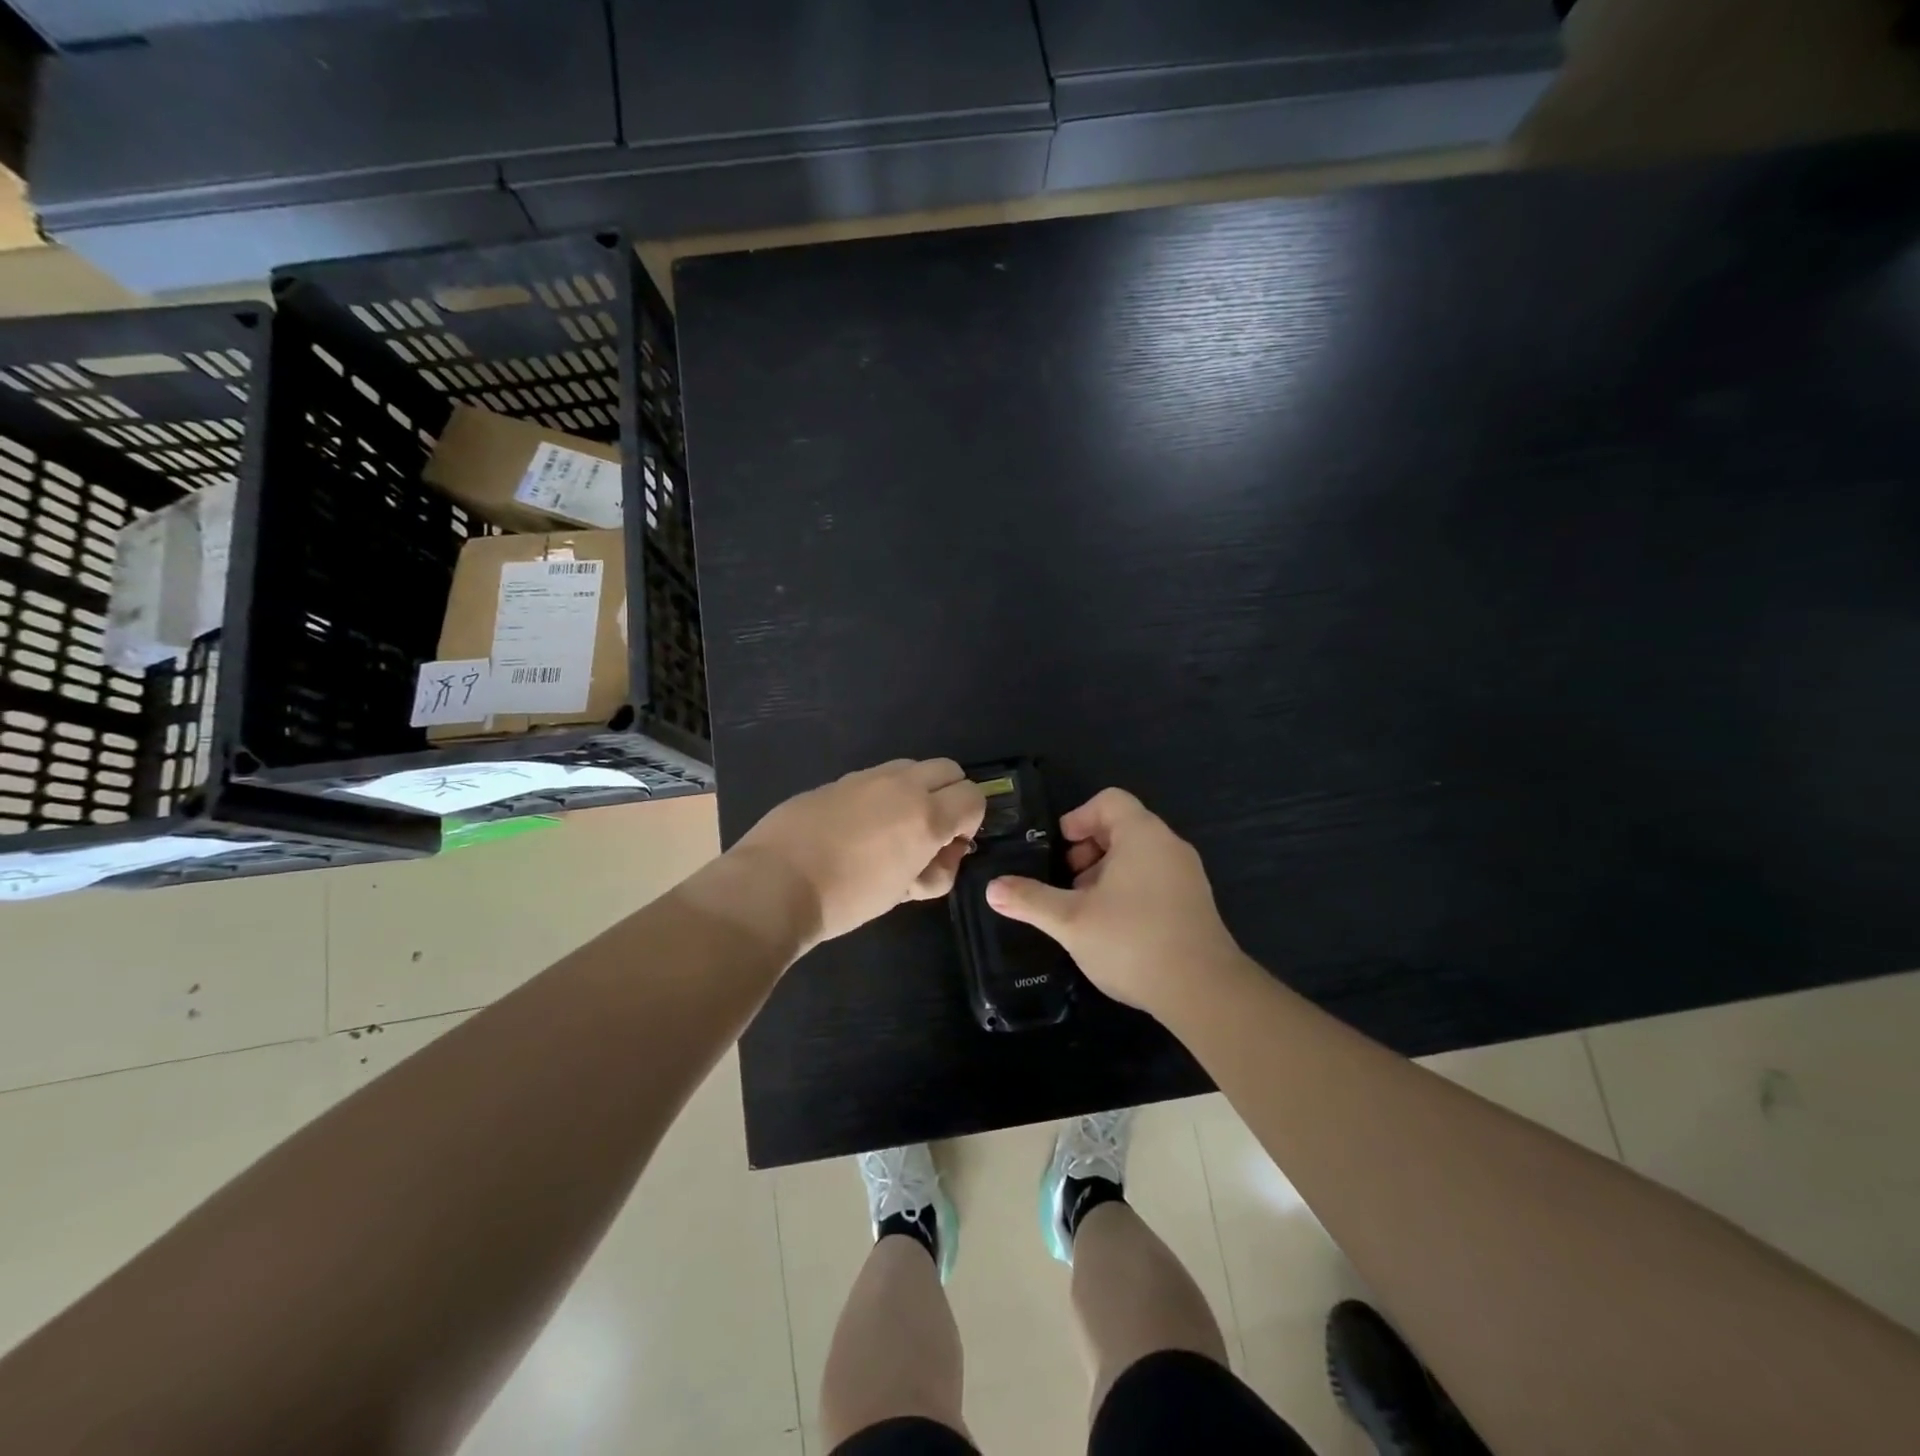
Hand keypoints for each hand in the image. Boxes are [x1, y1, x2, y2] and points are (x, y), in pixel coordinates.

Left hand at [732, 759, 985, 948]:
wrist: (775, 884)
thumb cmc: (847, 898)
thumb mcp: (903, 892)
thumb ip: (935, 869)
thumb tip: (943, 852)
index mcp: (925, 814)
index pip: (974, 797)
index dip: (971, 821)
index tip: (951, 846)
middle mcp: (901, 785)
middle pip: (948, 769)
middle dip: (950, 796)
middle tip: (930, 832)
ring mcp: (866, 777)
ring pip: (911, 767)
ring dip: (917, 791)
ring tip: (893, 829)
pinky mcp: (837, 780)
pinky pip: (875, 777)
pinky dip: (883, 794)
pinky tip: (858, 828)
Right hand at [985, 788, 1245, 1018]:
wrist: (1204, 992)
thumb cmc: (1132, 941)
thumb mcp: (1070, 921)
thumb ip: (1030, 900)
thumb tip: (992, 889)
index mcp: (1142, 835)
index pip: (1109, 800)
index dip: (1078, 818)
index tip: (1060, 849)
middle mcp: (1169, 846)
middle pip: (1122, 827)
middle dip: (1088, 850)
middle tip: (1068, 883)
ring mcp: (1187, 875)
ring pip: (1138, 856)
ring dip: (1106, 873)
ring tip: (1086, 910)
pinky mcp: (1195, 903)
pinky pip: (1155, 879)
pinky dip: (1129, 890)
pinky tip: (1113, 929)